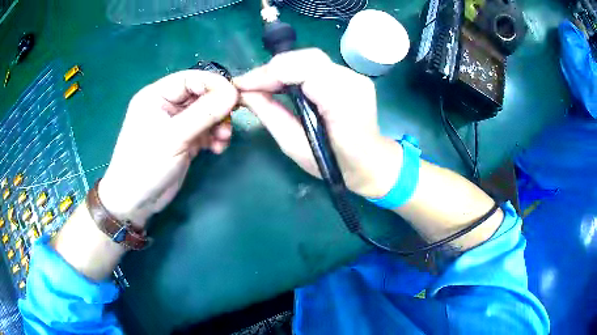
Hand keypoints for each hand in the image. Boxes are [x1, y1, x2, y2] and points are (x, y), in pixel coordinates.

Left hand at [98, 70, 237, 227]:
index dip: (214, 84)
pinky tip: (218, 148)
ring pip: (205, 114)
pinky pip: (204, 131)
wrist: (135, 202)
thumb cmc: (145, 165)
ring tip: (223, 140)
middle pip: (200, 95)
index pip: (190, 79)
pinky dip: (214, 138)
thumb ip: (203, 113)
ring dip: (218, 125)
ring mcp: (176, 124)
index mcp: (156, 95)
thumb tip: (233, 93)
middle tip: (230, 122)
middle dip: (217, 108)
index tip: (235, 96)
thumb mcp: (173, 137)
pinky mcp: (183, 141)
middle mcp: (167, 105)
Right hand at [234, 49, 402, 197]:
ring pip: (310, 59)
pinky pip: (317, 66)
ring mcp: (355, 76)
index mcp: (342, 103)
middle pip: (306, 58)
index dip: (266, 74)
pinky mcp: (352, 76)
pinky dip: (294, 71)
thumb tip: (245, 94)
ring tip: (261, 85)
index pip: (300, 71)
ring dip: (281, 69)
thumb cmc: (334, 164)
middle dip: (272, 69)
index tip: (241, 86)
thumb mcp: (295, 146)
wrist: (371, 163)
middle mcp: (353, 81)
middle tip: (249, 86)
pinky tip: (282, 84)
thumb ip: (271, 116)